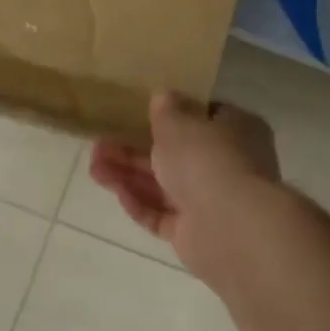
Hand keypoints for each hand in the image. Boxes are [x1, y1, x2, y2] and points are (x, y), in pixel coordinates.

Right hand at [90, 94, 282, 280]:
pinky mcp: (194, 234)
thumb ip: (166, 111)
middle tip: (98, 146)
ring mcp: (211, 202)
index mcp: (236, 131)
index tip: (140, 114)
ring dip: (128, 176)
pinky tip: (116, 191)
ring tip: (93, 168)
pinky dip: (140, 203)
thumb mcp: (179, 124)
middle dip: (134, 151)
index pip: (205, 118)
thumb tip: (163, 97)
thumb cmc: (208, 160)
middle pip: (175, 155)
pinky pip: (162, 215)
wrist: (230, 226)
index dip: (173, 115)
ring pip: (163, 186)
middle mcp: (227, 166)